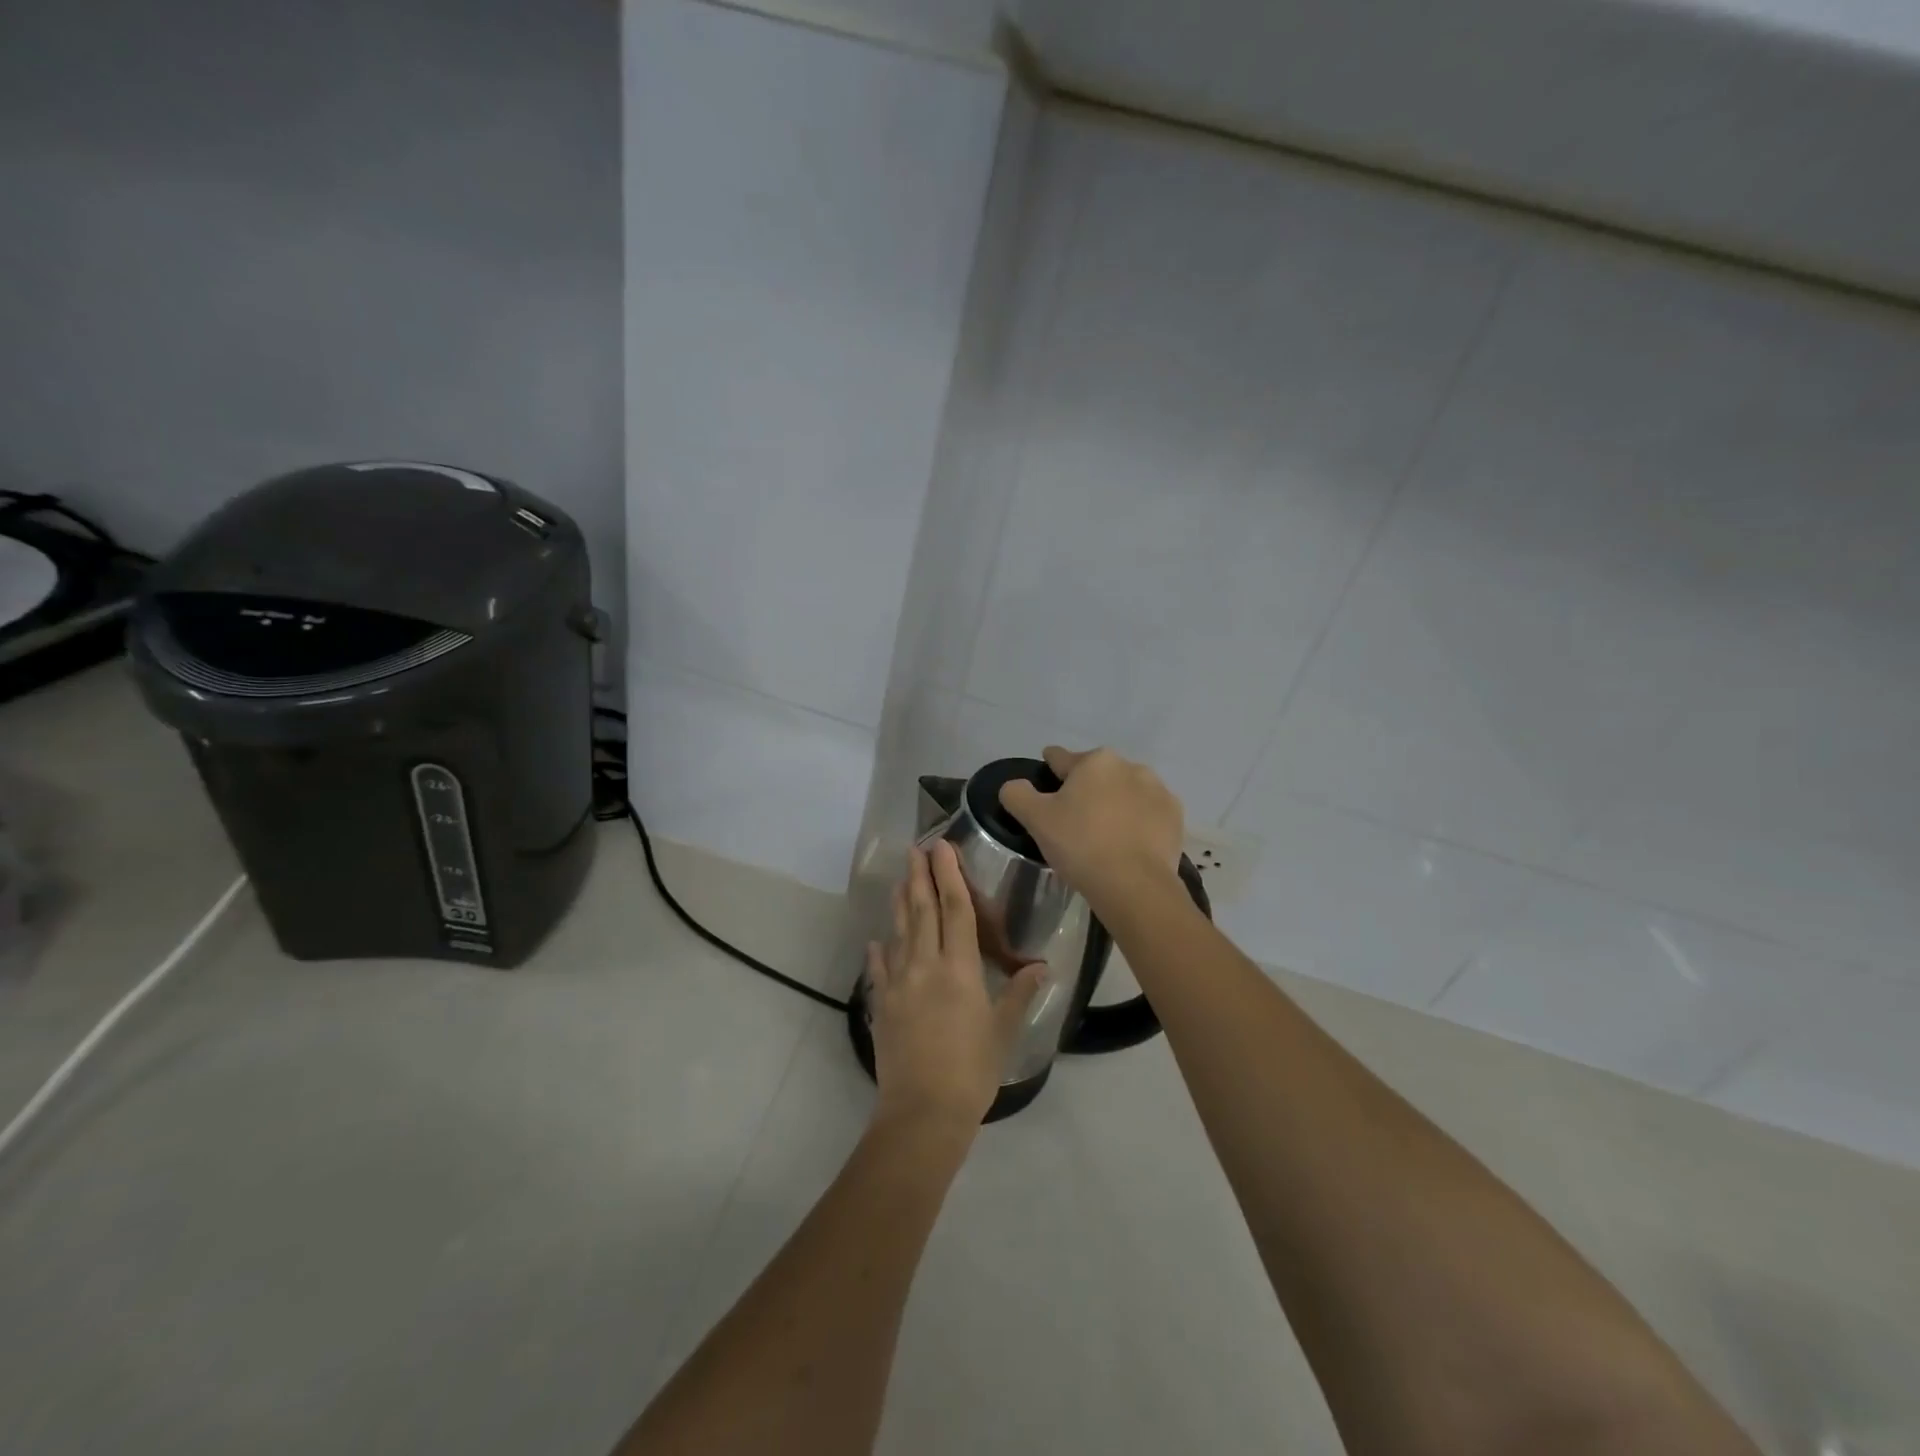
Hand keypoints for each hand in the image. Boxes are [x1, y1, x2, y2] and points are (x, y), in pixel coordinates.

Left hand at [865, 842, 1043, 1132]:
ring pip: (899, 933)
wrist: (922, 1112)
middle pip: (922, 911)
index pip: (956, 910)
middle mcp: (925, 966)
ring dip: (900, 903)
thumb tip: (1042, 967)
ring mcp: (899, 984)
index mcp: (959, 969)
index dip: (950, 876)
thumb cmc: (972, 1070)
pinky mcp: (882, 1005)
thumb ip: (1018, 994)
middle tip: (916, 849)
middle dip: (920, 877)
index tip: (942, 848)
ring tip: (901, 880)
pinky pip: (879, 970)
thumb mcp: (1003, 1031)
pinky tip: (875, 940)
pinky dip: (879, 952)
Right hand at [997, 746, 1184, 909]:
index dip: (1049, 768)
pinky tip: (1128, 844)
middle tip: (1073, 819)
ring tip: (1103, 834)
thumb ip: (1017, 794)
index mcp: (1094, 761)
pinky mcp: (1175, 818)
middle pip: (1096, 774)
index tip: (1045, 779)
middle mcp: (1130, 766)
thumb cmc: (1080, 845)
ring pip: (1125, 792)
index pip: (1061, 758)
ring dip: (1114, 803)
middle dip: (1085, 789)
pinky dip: (1138, 823)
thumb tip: (1014, 786)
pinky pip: (1148, 814)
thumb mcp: (1035, 819)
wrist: (1135, 885)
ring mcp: (1158, 791)